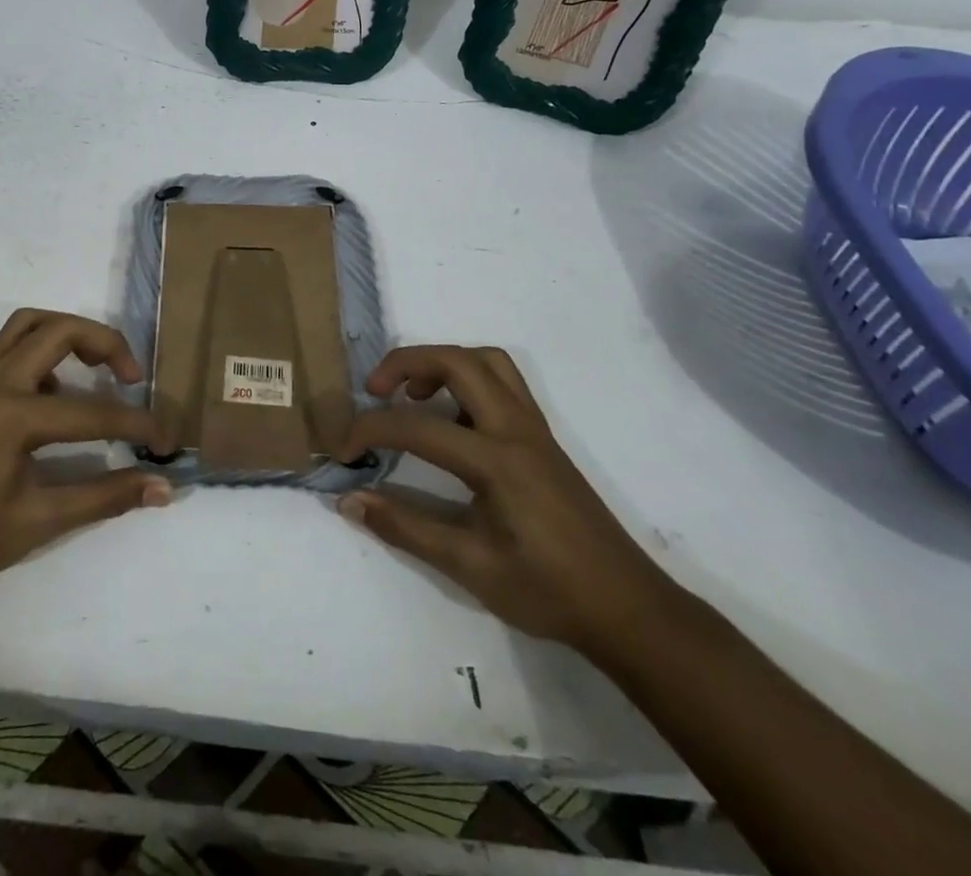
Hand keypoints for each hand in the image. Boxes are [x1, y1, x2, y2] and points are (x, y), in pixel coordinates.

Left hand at [0, 310, 169, 599]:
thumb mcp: (40, 521)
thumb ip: (104, 498)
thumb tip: (162, 488)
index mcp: (15, 415)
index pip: (93, 411)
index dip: (137, 424)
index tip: (167, 440)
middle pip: (61, 330)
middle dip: (106, 343)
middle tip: (132, 376)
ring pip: (28, 322)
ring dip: (68, 331)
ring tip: (94, 364)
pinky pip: (6, 342)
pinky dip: (36, 344)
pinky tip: (50, 383)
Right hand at [337, 346, 684, 657]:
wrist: (627, 608)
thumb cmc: (548, 591)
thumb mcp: (469, 566)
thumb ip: (405, 527)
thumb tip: (348, 500)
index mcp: (496, 460)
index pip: (417, 425)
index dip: (370, 430)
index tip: (343, 451)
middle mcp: (516, 429)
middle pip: (457, 361)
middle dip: (406, 362)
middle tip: (374, 390)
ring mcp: (534, 429)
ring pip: (486, 361)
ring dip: (442, 362)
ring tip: (413, 395)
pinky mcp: (542, 438)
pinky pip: (503, 382)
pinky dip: (468, 379)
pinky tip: (452, 418)